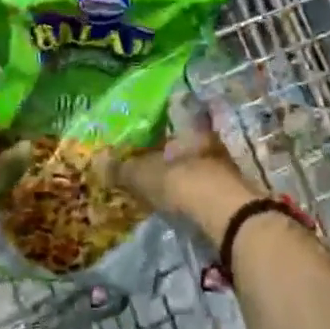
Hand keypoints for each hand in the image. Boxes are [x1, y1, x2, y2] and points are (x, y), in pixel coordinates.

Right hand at [113, 101, 256, 245]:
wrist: (226, 217)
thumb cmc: (182, 182)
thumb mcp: (142, 175)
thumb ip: (121, 168)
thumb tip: (97, 160)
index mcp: (192, 127)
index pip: (179, 111)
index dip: (165, 114)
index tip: (152, 119)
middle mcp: (211, 141)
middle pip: (188, 140)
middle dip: (172, 148)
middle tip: (152, 155)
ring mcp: (225, 169)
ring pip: (199, 163)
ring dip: (184, 171)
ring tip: (163, 180)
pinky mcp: (232, 196)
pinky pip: (205, 187)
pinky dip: (193, 192)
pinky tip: (180, 201)